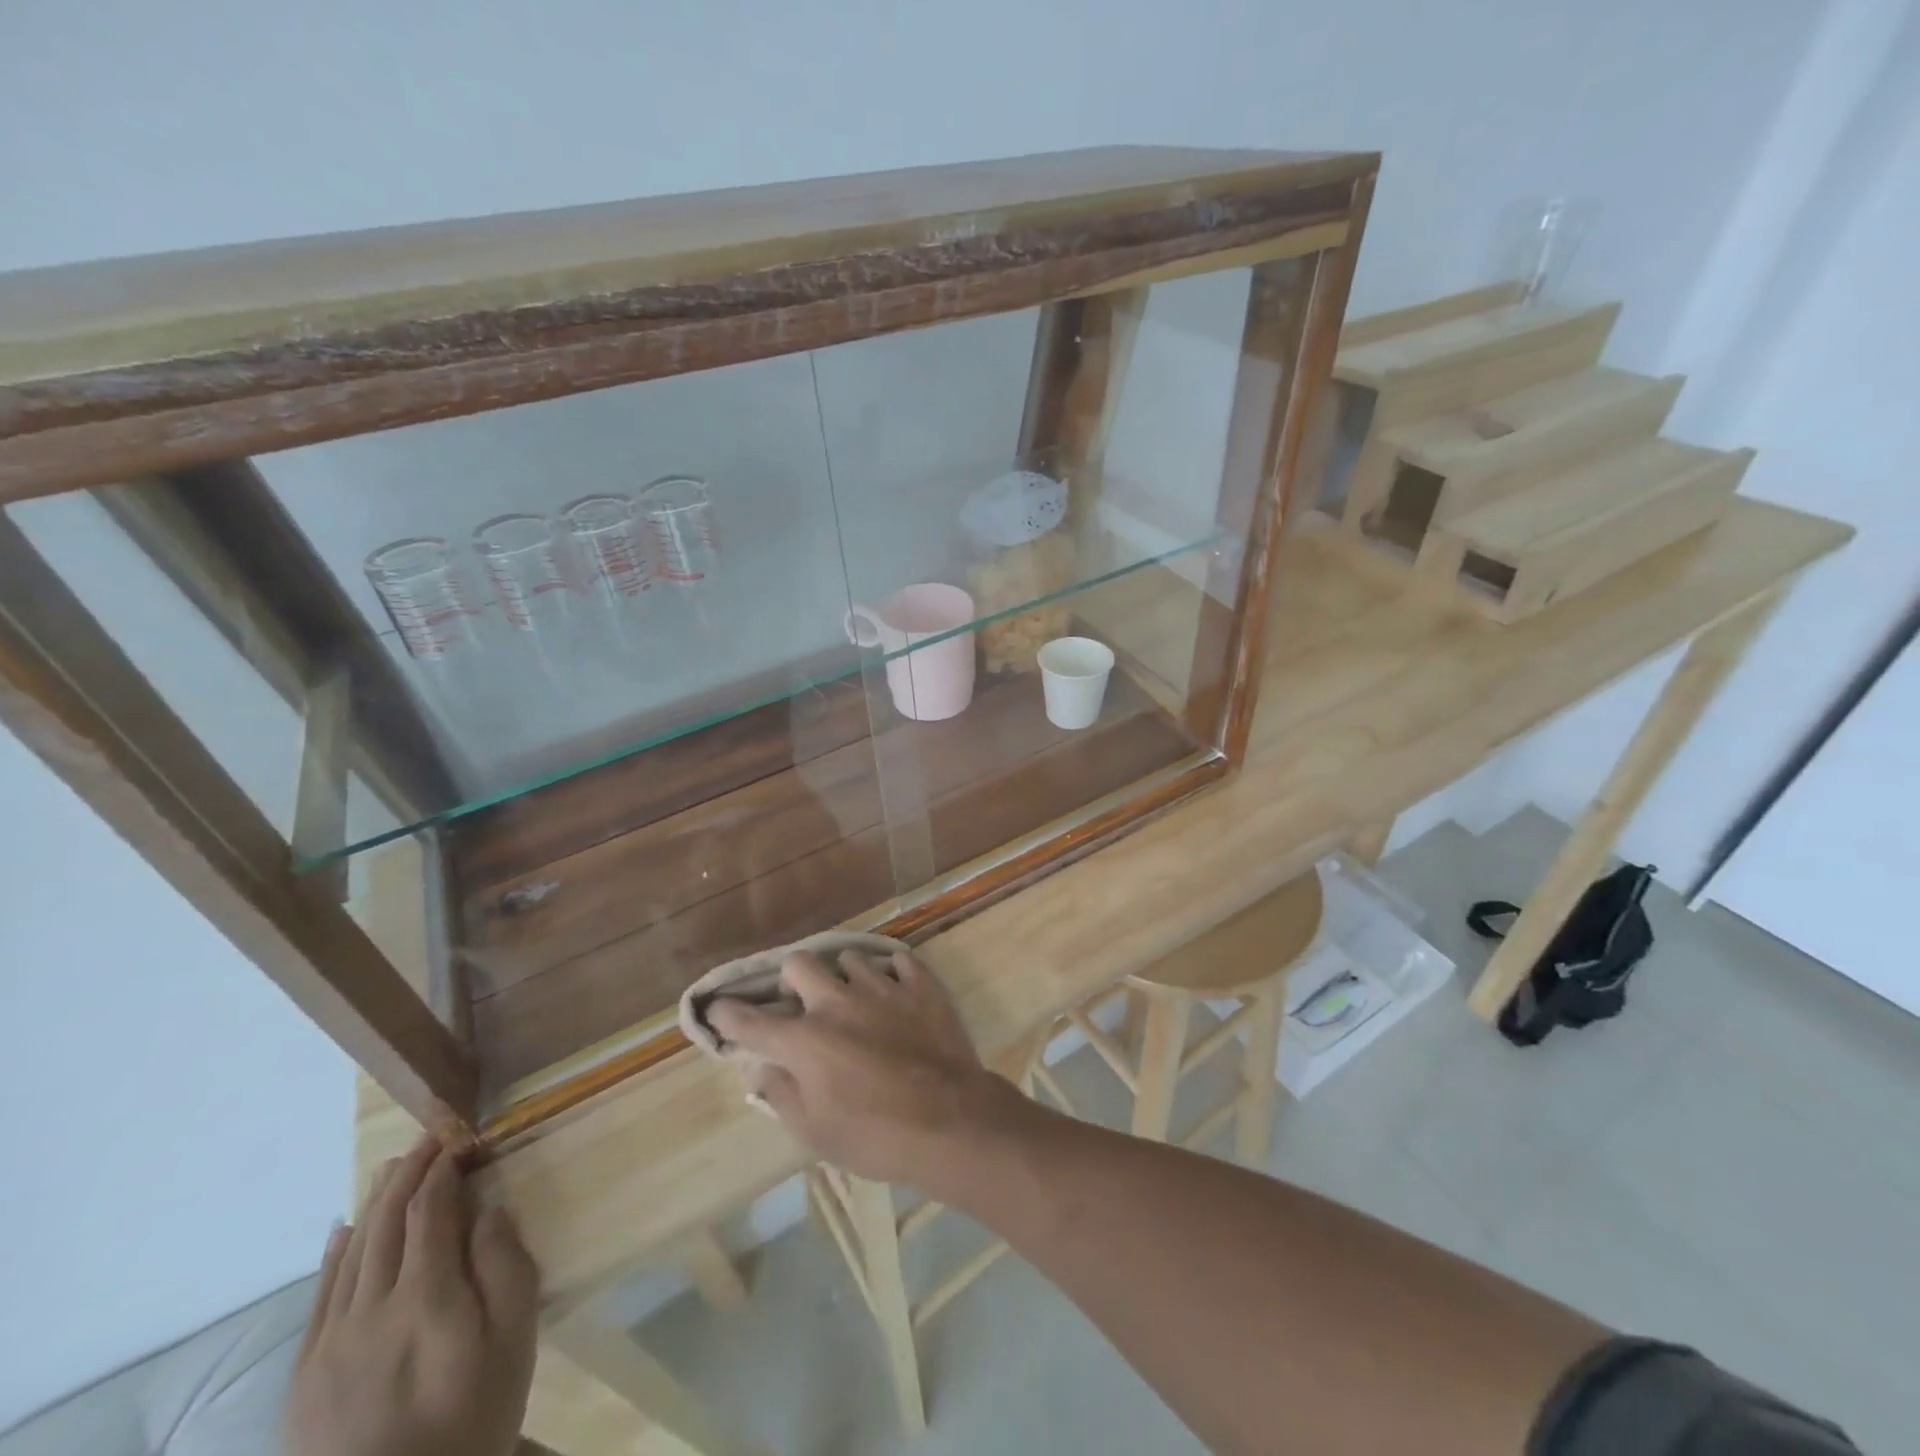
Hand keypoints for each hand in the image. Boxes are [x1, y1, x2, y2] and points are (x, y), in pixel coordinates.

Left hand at [285, 1138, 539, 1455]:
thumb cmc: (474, 1416)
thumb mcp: (514, 1339)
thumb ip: (506, 1266)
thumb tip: (491, 1209)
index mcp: (427, 1296)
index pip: (431, 1211)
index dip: (443, 1170)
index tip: (459, 1140)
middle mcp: (372, 1309)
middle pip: (387, 1223)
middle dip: (408, 1174)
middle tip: (427, 1139)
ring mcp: (330, 1344)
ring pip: (351, 1253)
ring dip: (374, 1205)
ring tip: (391, 1170)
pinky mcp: (305, 1376)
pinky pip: (319, 1298)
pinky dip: (333, 1255)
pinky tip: (342, 1231)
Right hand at [709, 949, 1016, 1188]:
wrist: (951, 1121)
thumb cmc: (875, 1136)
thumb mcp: (815, 1132)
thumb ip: (781, 1095)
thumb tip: (762, 1069)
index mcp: (804, 1041)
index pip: (751, 1021)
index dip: (728, 1014)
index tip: (718, 1009)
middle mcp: (837, 1002)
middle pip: (799, 963)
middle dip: (793, 979)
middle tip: (803, 1002)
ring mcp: (882, 988)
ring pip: (850, 958)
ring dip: (846, 978)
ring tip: (857, 1000)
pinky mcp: (921, 985)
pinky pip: (899, 961)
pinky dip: (893, 974)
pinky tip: (896, 993)